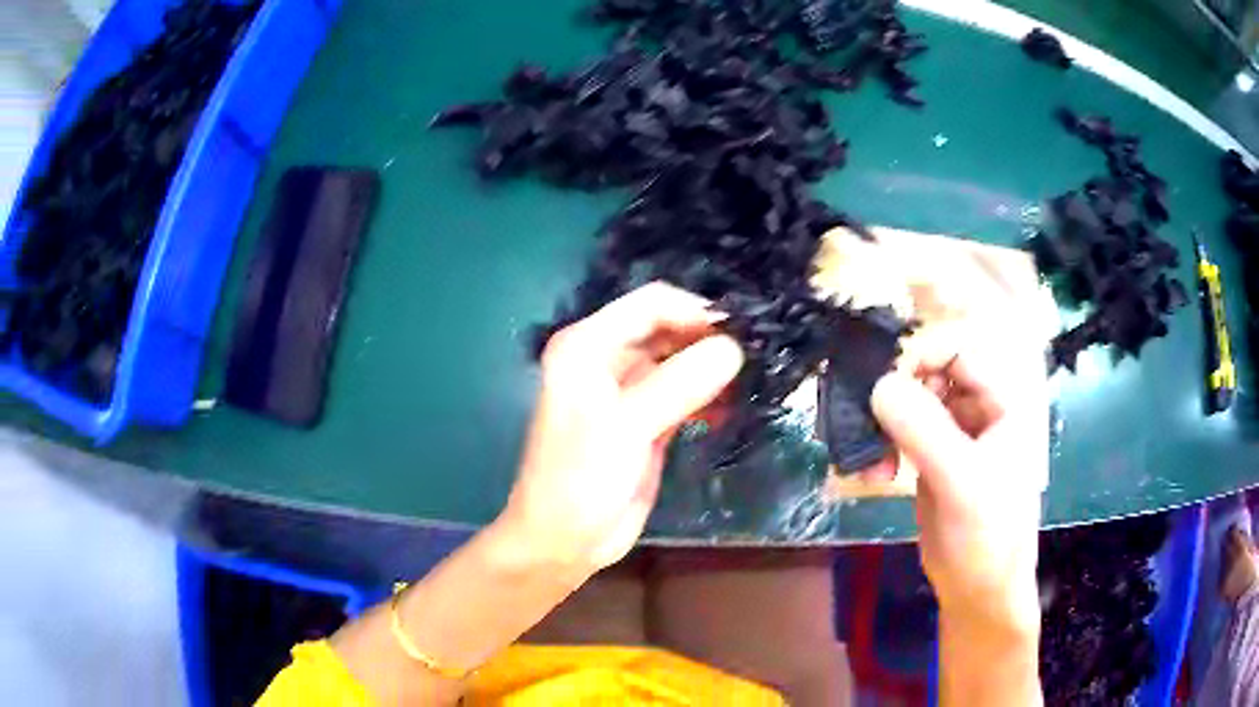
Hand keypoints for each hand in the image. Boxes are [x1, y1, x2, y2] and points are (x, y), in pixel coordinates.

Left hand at [501, 283, 744, 573]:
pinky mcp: (648, 419)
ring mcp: (629, 390)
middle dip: (709, 339)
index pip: (651, 304)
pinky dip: (708, 396)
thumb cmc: (580, 480)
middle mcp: (607, 358)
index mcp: (588, 345)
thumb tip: (734, 348)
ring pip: (681, 361)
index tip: (741, 333)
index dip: (696, 312)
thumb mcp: (627, 427)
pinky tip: (731, 409)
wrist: (564, 540)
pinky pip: (685, 393)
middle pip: (669, 329)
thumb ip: (680, 384)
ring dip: (713, 368)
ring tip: (752, 381)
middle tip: (756, 357)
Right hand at [871, 321, 1047, 634]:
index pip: (958, 350)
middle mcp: (979, 409)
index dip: (920, 356)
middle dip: (895, 397)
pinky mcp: (931, 458)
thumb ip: (925, 431)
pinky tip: (870, 475)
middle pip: (929, 373)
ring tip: (869, 464)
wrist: (978, 592)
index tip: (883, 382)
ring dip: (882, 426)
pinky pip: (900, 434)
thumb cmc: (987, 536)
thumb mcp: (962, 482)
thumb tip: (879, 384)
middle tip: (867, 425)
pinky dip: (880, 448)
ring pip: (910, 404)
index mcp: (1002, 401)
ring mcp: (953, 434)